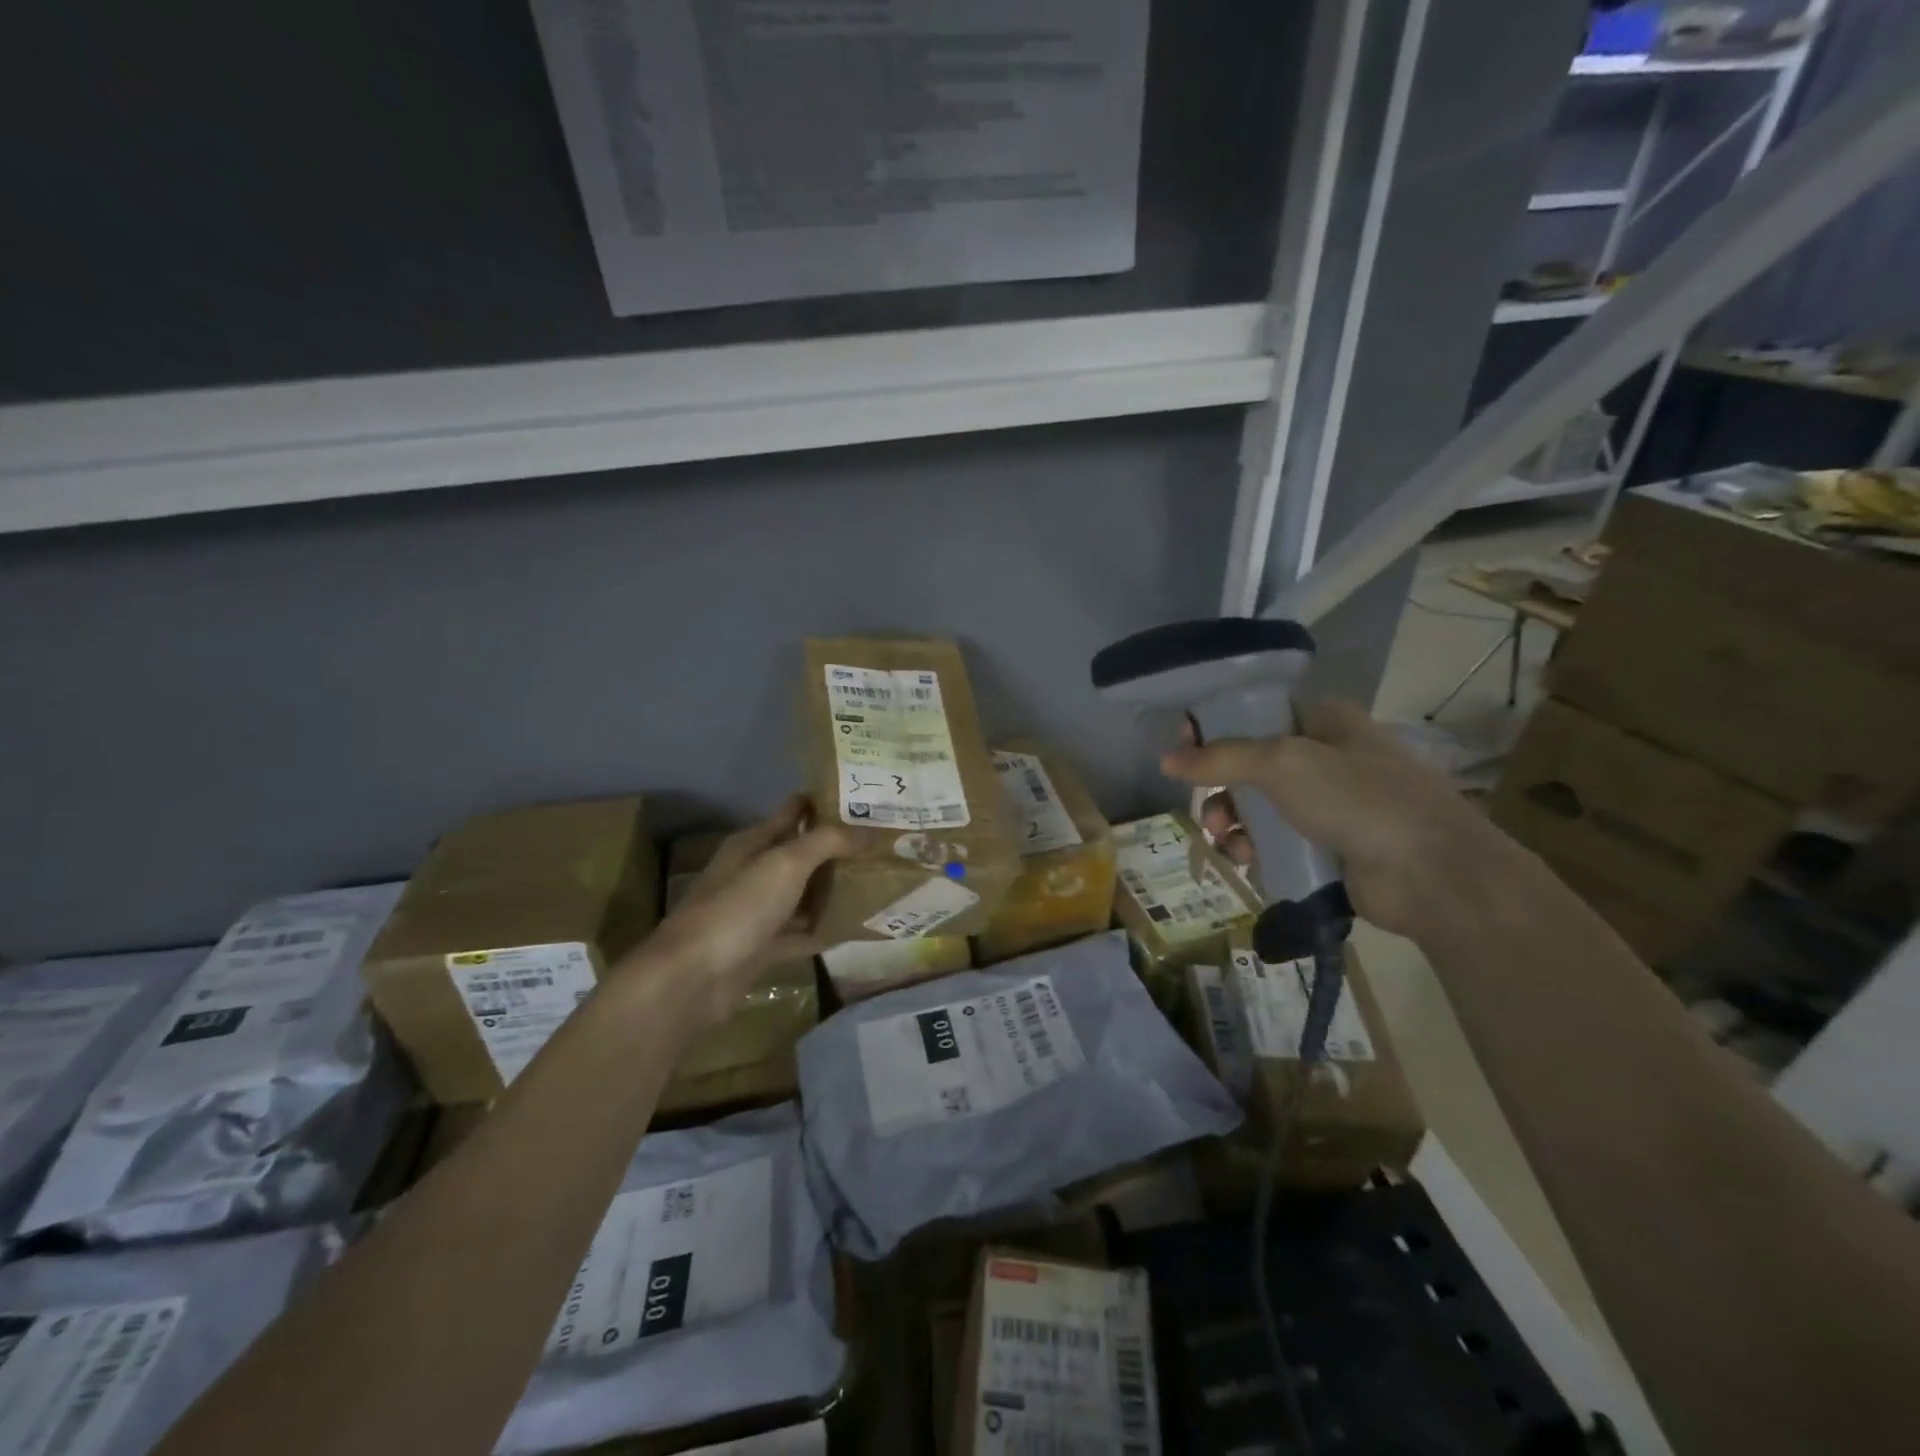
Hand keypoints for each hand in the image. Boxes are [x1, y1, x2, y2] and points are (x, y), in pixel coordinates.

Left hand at [630, 797, 857, 1025]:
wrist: (691, 979)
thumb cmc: (738, 909)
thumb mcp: (784, 864)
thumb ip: (827, 842)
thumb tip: (871, 831)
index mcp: (753, 843)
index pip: (794, 811)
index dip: (828, 803)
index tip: (869, 801)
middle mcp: (754, 872)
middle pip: (802, 853)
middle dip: (839, 849)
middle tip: (885, 844)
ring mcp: (757, 912)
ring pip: (803, 894)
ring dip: (834, 890)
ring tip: (879, 882)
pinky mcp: (762, 948)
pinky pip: (801, 933)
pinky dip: (825, 930)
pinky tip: (856, 928)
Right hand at [1160, 700, 1521, 939]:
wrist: (1431, 874)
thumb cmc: (1358, 799)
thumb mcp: (1283, 763)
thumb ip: (1221, 758)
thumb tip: (1167, 761)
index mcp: (1325, 721)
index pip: (1256, 713)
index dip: (1215, 728)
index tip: (1182, 749)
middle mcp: (1327, 758)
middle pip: (1252, 765)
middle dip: (1221, 787)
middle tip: (1207, 808)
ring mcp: (1330, 806)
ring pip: (1260, 807)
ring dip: (1233, 822)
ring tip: (1225, 839)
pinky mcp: (1330, 848)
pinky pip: (1276, 842)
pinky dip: (1255, 849)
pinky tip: (1246, 859)